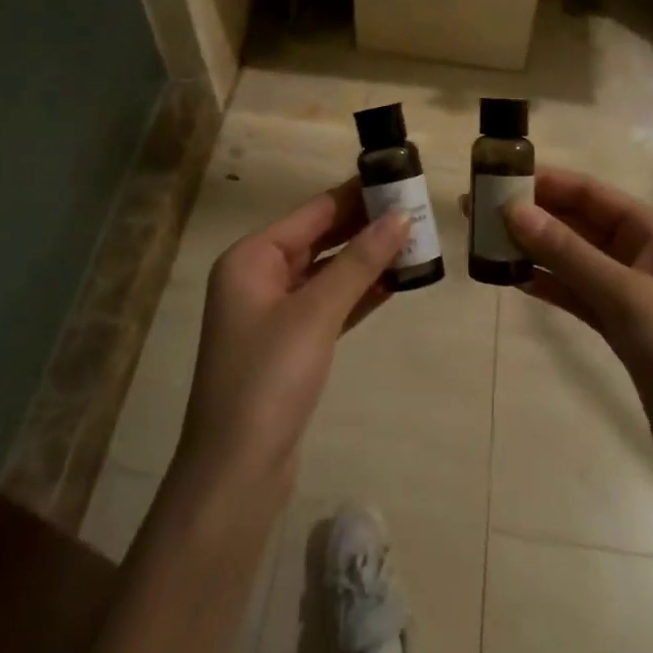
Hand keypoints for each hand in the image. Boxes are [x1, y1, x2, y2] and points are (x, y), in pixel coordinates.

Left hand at [176, 181, 407, 490]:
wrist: (236, 474)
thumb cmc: (269, 379)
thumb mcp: (316, 313)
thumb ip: (359, 262)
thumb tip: (400, 216)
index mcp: (251, 258)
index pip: (313, 212)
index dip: (356, 195)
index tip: (398, 178)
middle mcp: (259, 277)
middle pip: (320, 239)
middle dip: (365, 226)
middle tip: (415, 210)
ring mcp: (273, 313)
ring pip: (328, 273)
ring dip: (367, 260)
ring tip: (415, 241)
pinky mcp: (290, 345)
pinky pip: (329, 305)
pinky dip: (359, 294)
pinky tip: (395, 282)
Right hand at [502, 168, 652, 463]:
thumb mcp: (624, 295)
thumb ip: (566, 252)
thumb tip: (512, 210)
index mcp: (652, 231)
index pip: (588, 192)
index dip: (543, 182)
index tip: (495, 176)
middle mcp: (639, 252)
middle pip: (576, 221)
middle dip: (530, 214)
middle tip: (477, 210)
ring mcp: (628, 290)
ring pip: (571, 257)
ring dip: (532, 248)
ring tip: (483, 240)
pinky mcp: (619, 326)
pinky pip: (574, 292)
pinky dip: (546, 283)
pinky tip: (511, 277)